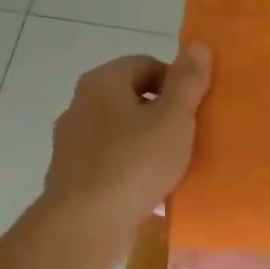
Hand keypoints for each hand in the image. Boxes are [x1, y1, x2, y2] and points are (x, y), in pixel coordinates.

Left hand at [40, 45, 211, 267]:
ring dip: (147, 145)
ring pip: (120, 134)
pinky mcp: (73, 176)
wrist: (87, 223)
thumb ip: (187, 82)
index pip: (145, 64)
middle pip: (131, 99)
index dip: (176, 82)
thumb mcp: (174, 119)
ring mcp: (72, 143)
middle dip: (162, 115)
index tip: (196, 109)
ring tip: (173, 168)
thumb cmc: (134, 163)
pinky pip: (110, 164)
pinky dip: (131, 171)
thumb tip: (197, 45)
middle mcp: (80, 105)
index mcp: (102, 82)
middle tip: (190, 138)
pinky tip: (150, 192)